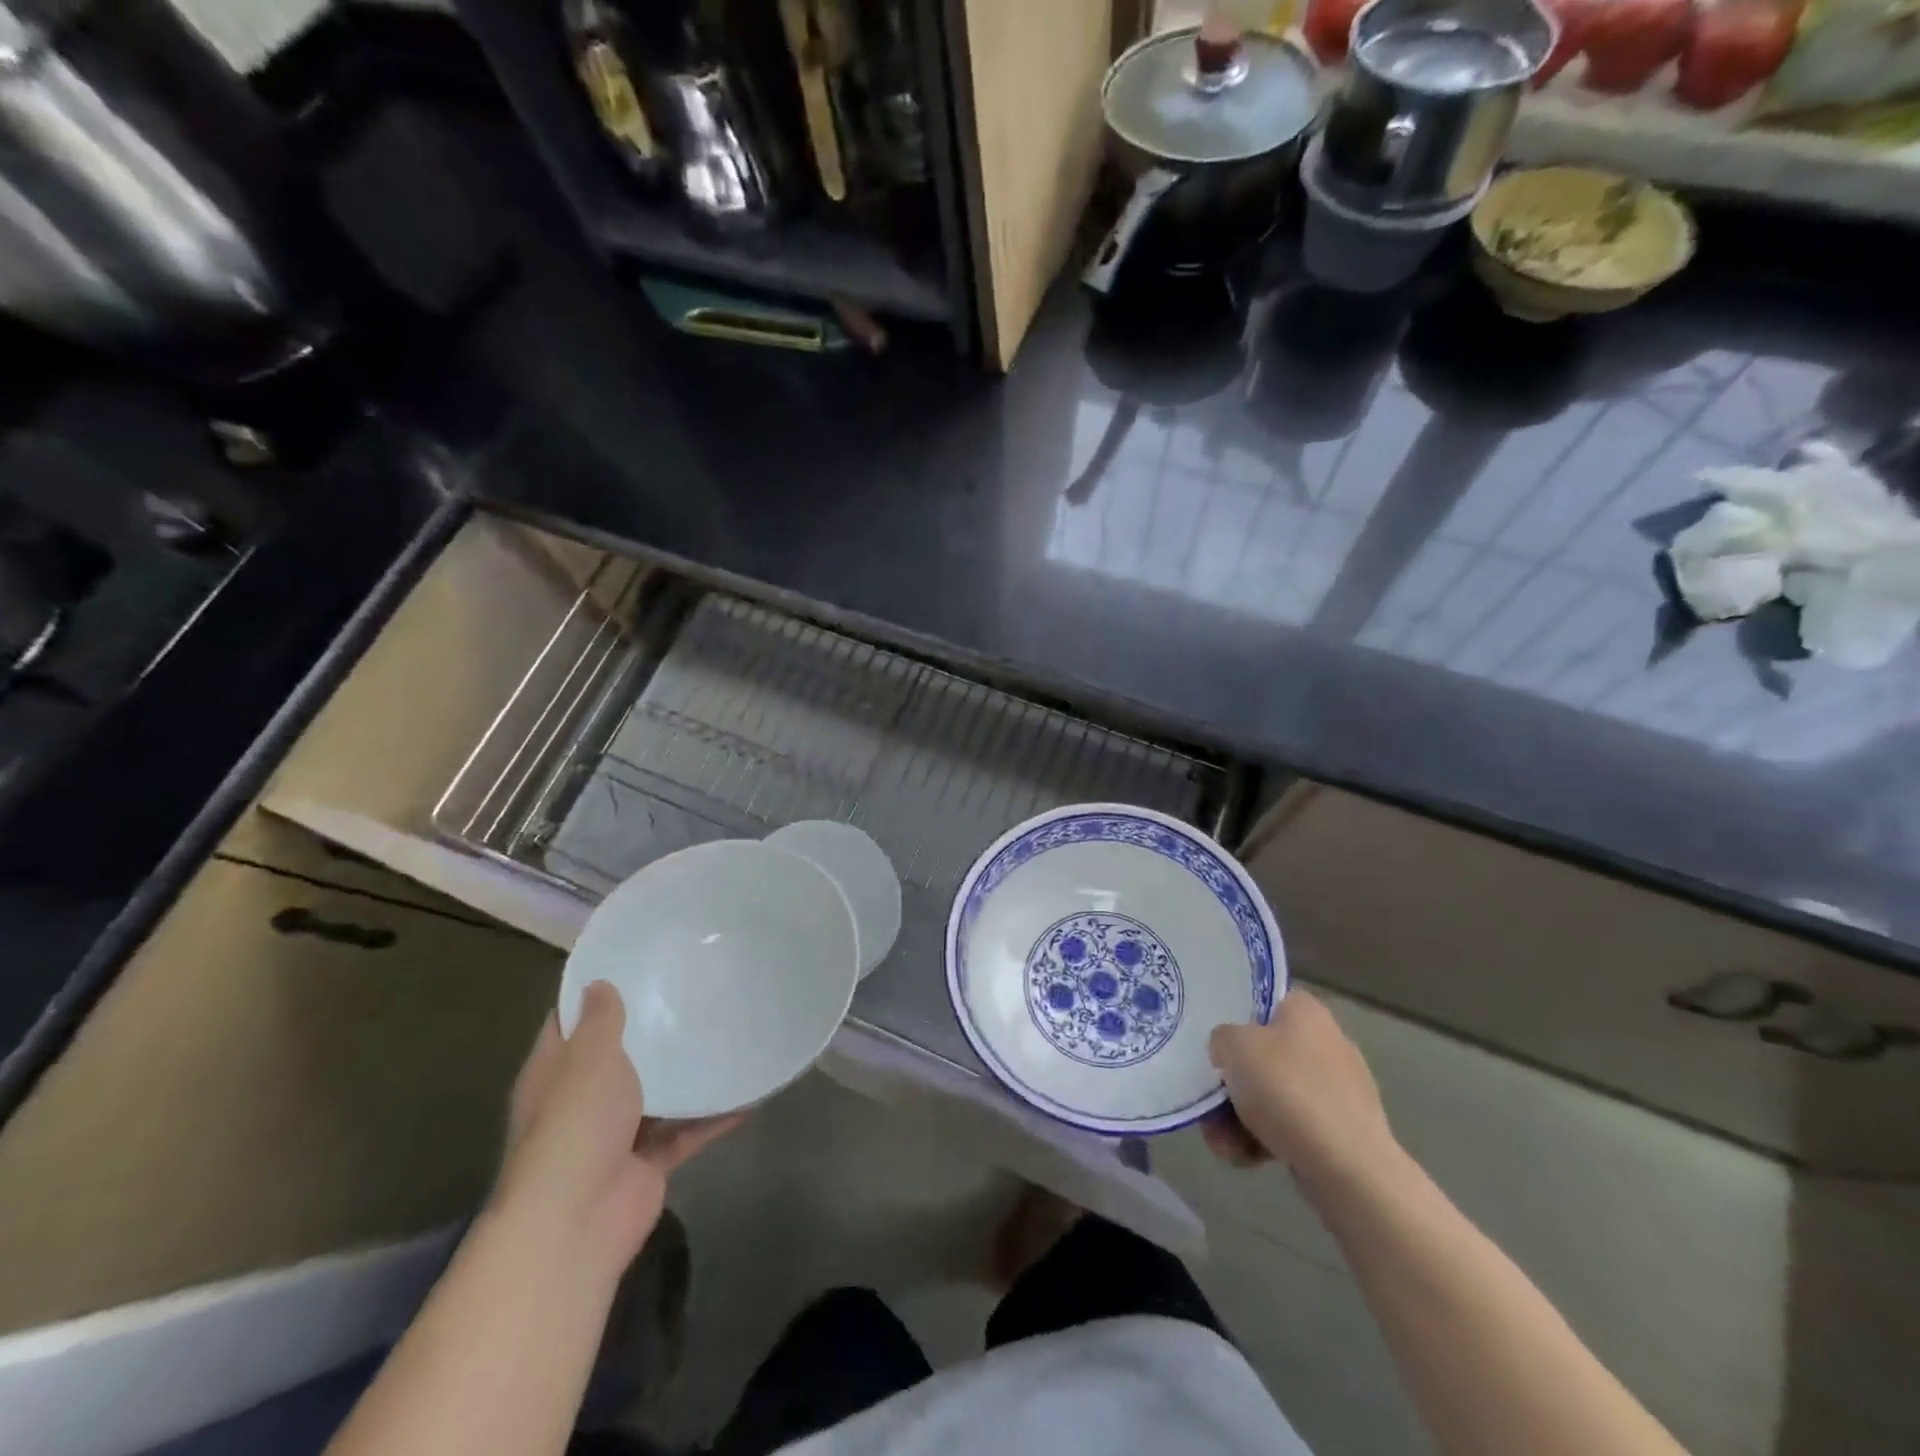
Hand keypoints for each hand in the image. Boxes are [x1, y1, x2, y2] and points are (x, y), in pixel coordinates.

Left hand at [492, 981, 739, 1278]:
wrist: (578, 1220)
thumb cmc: (576, 1123)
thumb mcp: (589, 1057)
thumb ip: (600, 1021)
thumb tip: (598, 985)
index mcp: (554, 1073)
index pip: (570, 1025)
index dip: (595, 996)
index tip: (635, 966)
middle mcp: (580, 1102)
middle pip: (616, 1059)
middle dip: (649, 1032)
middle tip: (693, 993)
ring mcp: (614, 1135)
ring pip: (656, 1095)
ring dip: (685, 1074)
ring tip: (726, 1033)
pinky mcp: (647, 1163)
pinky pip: (686, 1131)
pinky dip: (713, 1115)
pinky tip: (749, 1092)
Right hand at [1204, 990, 1397, 1198]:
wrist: (1349, 1169)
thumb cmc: (1288, 1090)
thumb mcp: (1234, 1046)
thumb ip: (1222, 1038)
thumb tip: (1229, 1051)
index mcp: (1307, 1012)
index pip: (1266, 1002)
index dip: (1236, 1020)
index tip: (1217, 1046)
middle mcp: (1327, 1044)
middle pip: (1263, 1056)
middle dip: (1232, 1085)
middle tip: (1210, 1106)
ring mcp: (1338, 1091)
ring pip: (1273, 1096)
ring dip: (1240, 1119)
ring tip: (1223, 1144)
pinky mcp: (1342, 1133)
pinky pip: (1292, 1128)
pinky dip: (1266, 1141)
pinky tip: (1246, 1158)